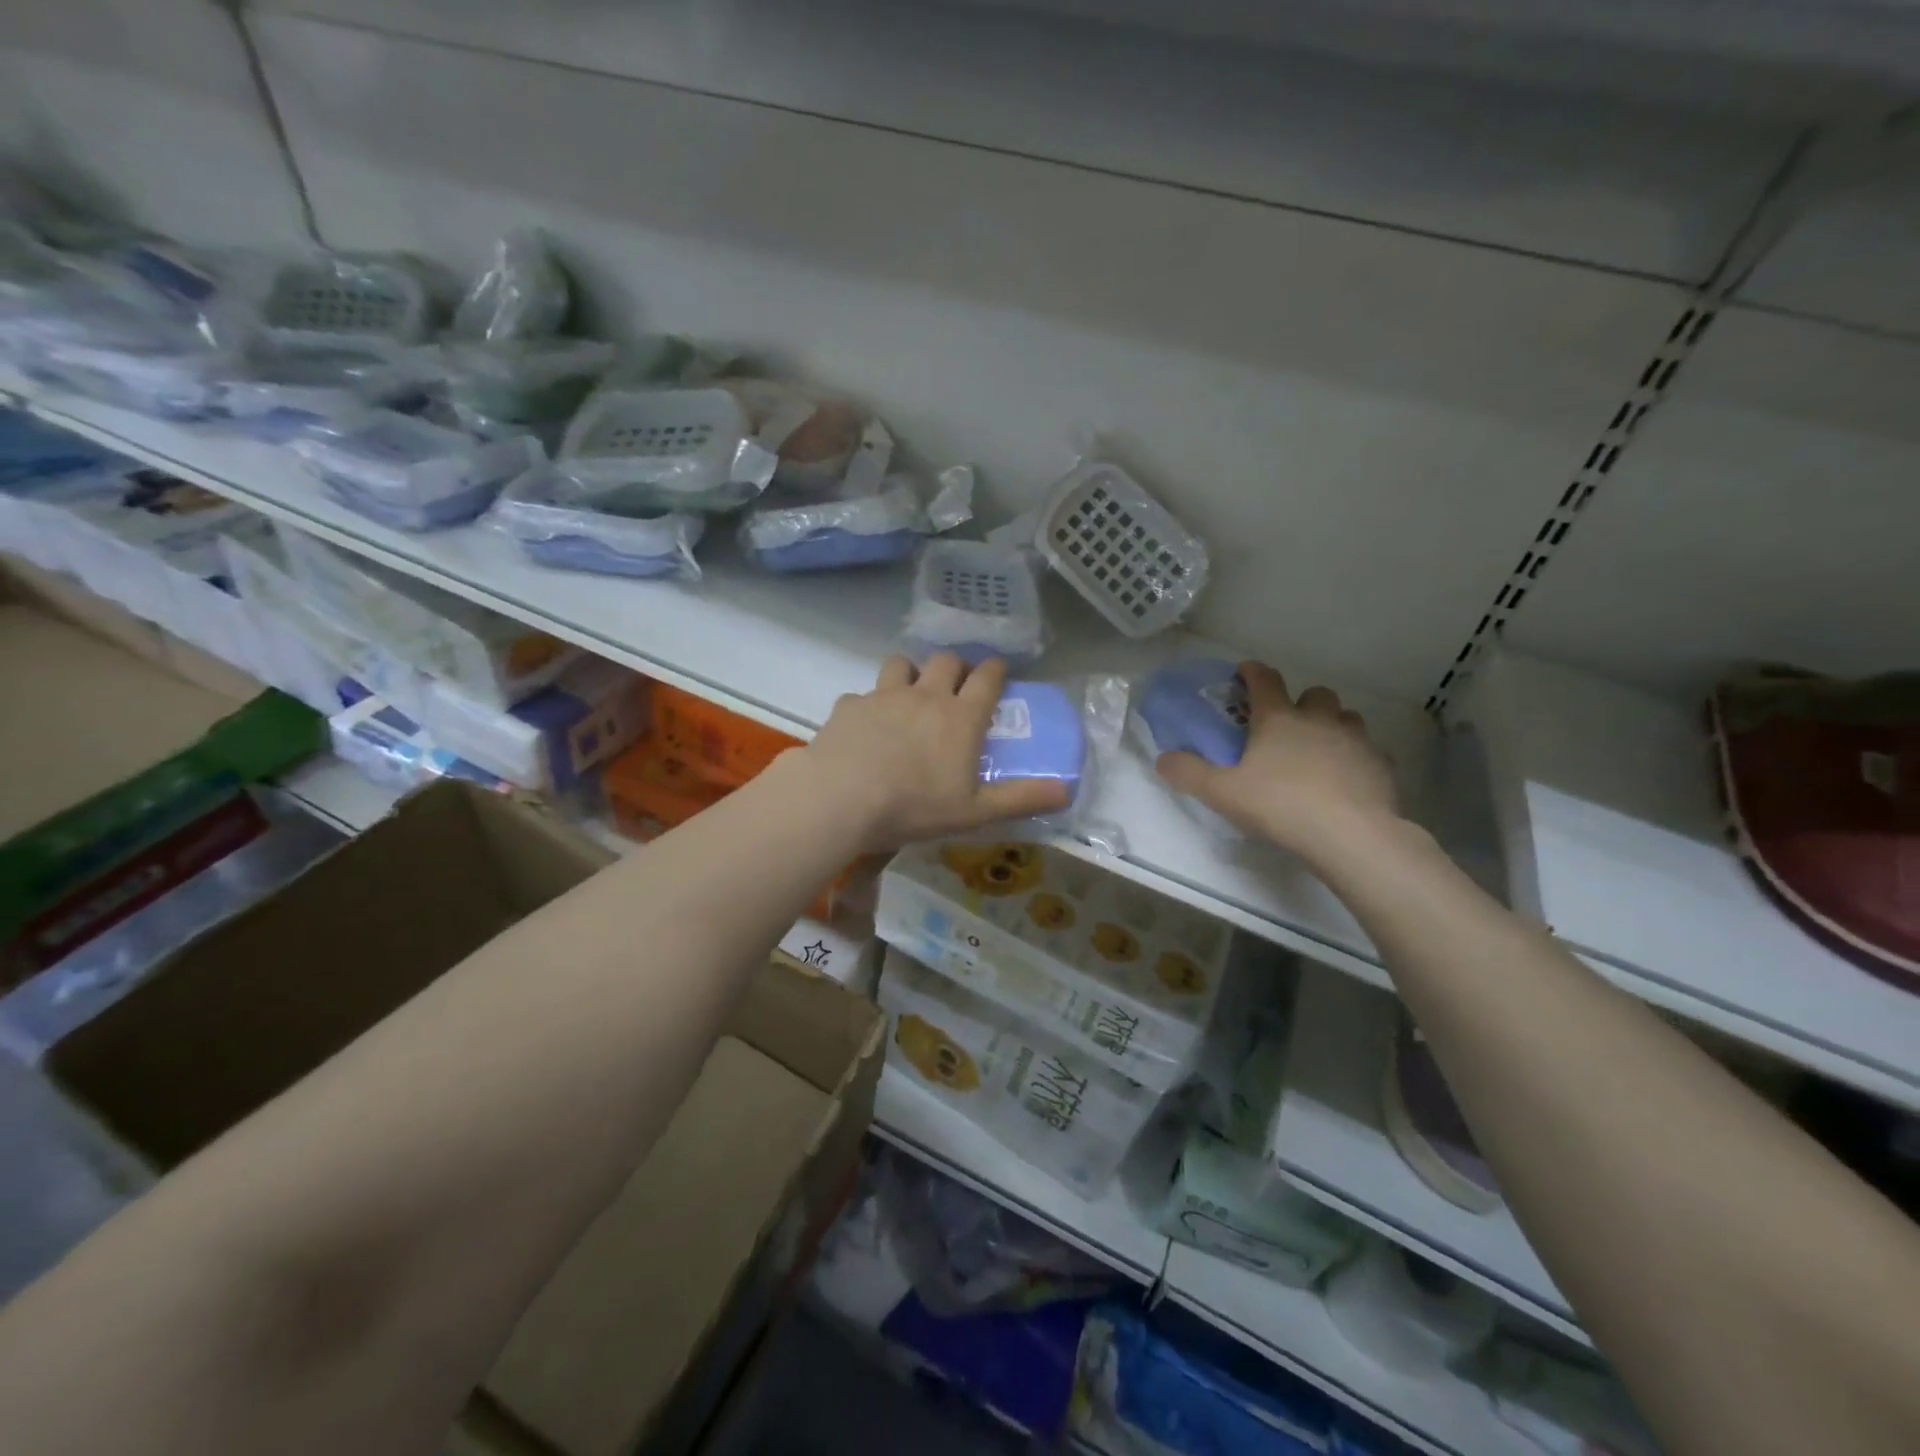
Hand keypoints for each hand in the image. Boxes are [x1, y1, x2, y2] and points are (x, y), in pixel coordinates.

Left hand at [804, 654, 1071, 851]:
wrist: (841, 797)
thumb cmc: (914, 806)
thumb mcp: (975, 812)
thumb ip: (1021, 799)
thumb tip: (1067, 790)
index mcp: (961, 717)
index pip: (987, 677)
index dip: (996, 669)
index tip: (998, 672)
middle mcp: (925, 696)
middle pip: (946, 661)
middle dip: (956, 666)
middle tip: (957, 684)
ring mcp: (884, 696)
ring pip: (902, 664)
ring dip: (911, 671)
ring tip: (910, 692)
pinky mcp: (849, 706)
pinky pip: (862, 694)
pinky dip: (868, 705)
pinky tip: (865, 726)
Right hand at [1156, 661, 1399, 859]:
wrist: (1350, 835)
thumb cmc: (1280, 805)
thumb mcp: (1222, 793)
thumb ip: (1189, 773)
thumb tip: (1162, 759)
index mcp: (1278, 719)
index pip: (1264, 680)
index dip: (1252, 672)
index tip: (1245, 671)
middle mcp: (1319, 719)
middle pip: (1315, 694)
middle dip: (1301, 702)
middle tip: (1288, 725)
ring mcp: (1356, 739)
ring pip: (1346, 718)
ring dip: (1332, 726)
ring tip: (1319, 750)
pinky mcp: (1381, 765)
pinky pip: (1368, 751)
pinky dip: (1355, 757)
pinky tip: (1346, 779)